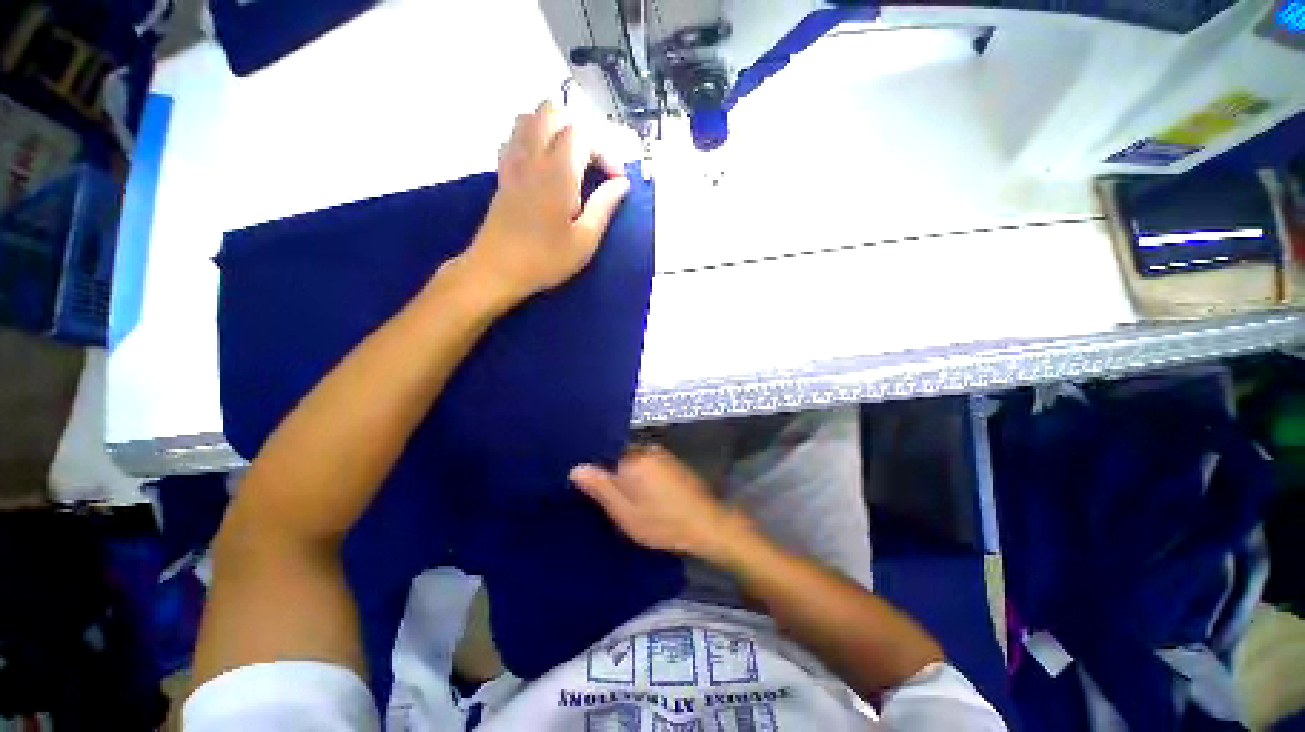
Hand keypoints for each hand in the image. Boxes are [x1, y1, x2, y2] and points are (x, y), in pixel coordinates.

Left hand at [462, 100, 630, 303]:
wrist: (497, 269)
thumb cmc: (546, 259)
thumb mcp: (585, 240)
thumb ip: (604, 206)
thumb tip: (621, 183)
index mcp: (558, 172)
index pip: (583, 133)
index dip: (606, 151)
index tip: (616, 181)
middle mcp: (533, 157)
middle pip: (552, 112)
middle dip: (579, 130)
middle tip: (592, 164)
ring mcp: (513, 162)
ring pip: (529, 118)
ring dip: (553, 130)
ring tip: (570, 161)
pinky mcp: (503, 174)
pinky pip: (514, 137)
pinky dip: (532, 140)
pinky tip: (543, 166)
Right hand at [570, 445, 750, 561]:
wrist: (707, 524)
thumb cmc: (663, 521)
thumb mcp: (626, 513)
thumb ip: (600, 488)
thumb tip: (576, 468)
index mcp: (632, 458)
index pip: (602, 452)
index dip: (592, 467)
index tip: (584, 483)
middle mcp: (646, 449)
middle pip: (617, 455)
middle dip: (609, 471)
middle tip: (601, 495)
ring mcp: (661, 454)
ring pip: (632, 460)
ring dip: (625, 474)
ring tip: (619, 494)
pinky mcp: (671, 462)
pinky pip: (646, 463)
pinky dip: (639, 475)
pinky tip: (641, 492)